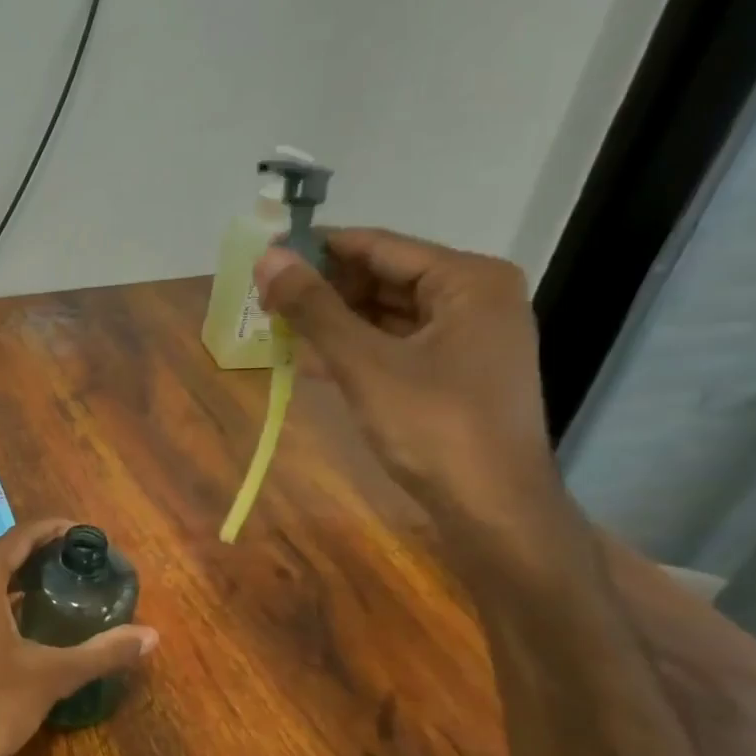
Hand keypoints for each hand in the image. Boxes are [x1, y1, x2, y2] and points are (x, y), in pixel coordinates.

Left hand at [0, 520, 157, 755]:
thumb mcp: (53, 676)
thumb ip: (103, 651)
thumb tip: (153, 636)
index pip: (22, 535)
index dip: (56, 530)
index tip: (88, 535)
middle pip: (4, 551)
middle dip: (42, 552)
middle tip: (84, 563)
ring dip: (22, 573)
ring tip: (64, 583)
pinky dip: (2, 593)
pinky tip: (30, 611)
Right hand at [253, 228, 558, 520]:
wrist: (492, 508)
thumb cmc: (433, 426)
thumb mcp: (364, 363)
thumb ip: (314, 308)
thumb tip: (267, 259)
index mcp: (468, 280)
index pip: (379, 246)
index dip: (318, 249)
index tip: (264, 257)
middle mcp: (474, 298)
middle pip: (384, 277)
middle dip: (324, 288)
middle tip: (264, 300)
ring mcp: (467, 338)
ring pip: (386, 313)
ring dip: (333, 321)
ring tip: (276, 327)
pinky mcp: (454, 373)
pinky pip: (394, 344)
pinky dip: (354, 348)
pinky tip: (308, 360)